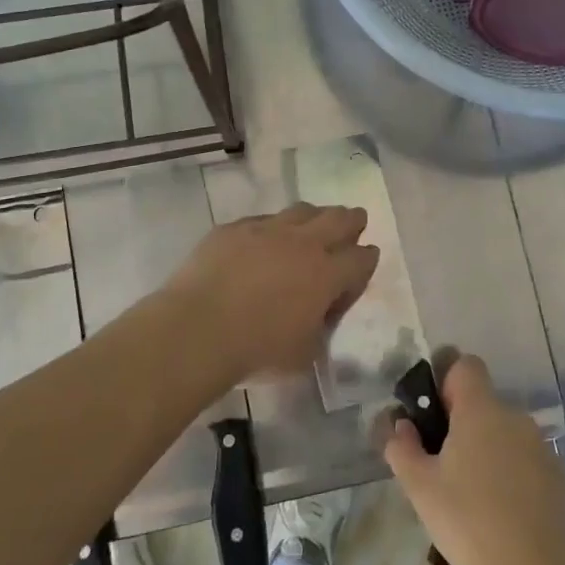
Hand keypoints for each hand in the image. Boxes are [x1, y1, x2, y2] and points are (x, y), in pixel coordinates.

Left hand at [162, 204, 379, 379]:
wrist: (197, 330)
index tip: (364, 263)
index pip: (362, 258)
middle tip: (354, 221)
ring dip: (314, 216)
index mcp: (327, 275)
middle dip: (352, 221)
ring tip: (313, 223)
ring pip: (302, 211)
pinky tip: (264, 239)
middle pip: (339, 219)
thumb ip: (320, 329)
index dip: (367, 260)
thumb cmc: (256, 350)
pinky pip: (262, 219)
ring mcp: (267, 229)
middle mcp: (303, 243)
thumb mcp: (304, 354)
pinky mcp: (234, 228)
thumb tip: (319, 316)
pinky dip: (272, 227)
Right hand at [384, 355, 564, 564]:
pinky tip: (503, 514)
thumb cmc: (468, 524)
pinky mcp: (560, 477)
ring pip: (506, 434)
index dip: (446, 381)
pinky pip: (527, 461)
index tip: (433, 417)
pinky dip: (513, 475)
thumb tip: (400, 424)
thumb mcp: (420, 487)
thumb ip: (402, 447)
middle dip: (463, 424)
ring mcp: (542, 447)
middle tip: (443, 466)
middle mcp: (516, 417)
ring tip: (473, 496)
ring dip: (488, 450)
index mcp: (481, 410)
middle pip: (484, 403)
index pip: (465, 365)